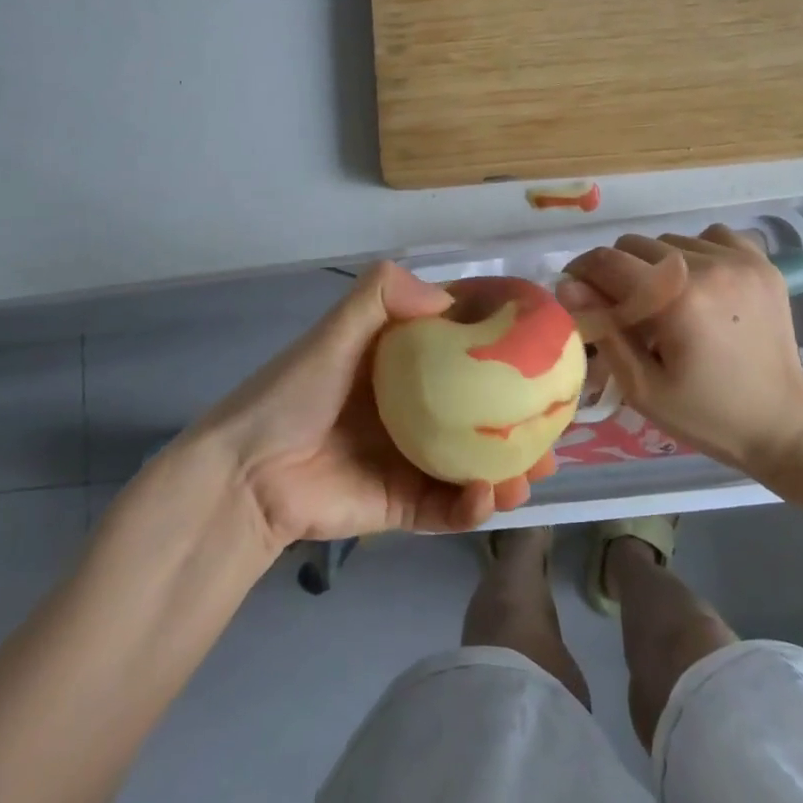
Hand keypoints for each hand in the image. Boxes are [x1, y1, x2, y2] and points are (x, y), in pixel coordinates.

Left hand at [182, 263, 550, 549]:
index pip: (461, 350)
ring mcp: (409, 459)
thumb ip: (382, 296)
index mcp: (400, 365)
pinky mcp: (401, 504)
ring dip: (509, 469)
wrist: (247, 474)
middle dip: (520, 421)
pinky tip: (487, 497)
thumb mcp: (335, 331)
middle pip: (480, 413)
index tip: (543, 351)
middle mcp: (413, 409)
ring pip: (474, 463)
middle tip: (555, 428)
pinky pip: (447, 506)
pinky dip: (473, 506)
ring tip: (534, 473)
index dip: (503, 350)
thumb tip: (449, 297)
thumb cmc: (294, 393)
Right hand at [559, 224, 802, 481]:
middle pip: (636, 244)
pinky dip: (696, 252)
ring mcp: (740, 260)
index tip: (578, 293)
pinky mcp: (762, 263)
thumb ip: (604, 330)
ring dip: (656, 265)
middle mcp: (709, 267)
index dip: (582, 272)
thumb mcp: (642, 387)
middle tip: (625, 308)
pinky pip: (711, 235)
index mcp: (678, 300)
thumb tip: (568, 287)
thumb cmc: (706, 414)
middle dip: (618, 271)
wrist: (782, 425)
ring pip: (670, 240)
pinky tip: (701, 284)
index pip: (608, 262)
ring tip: (667, 301)